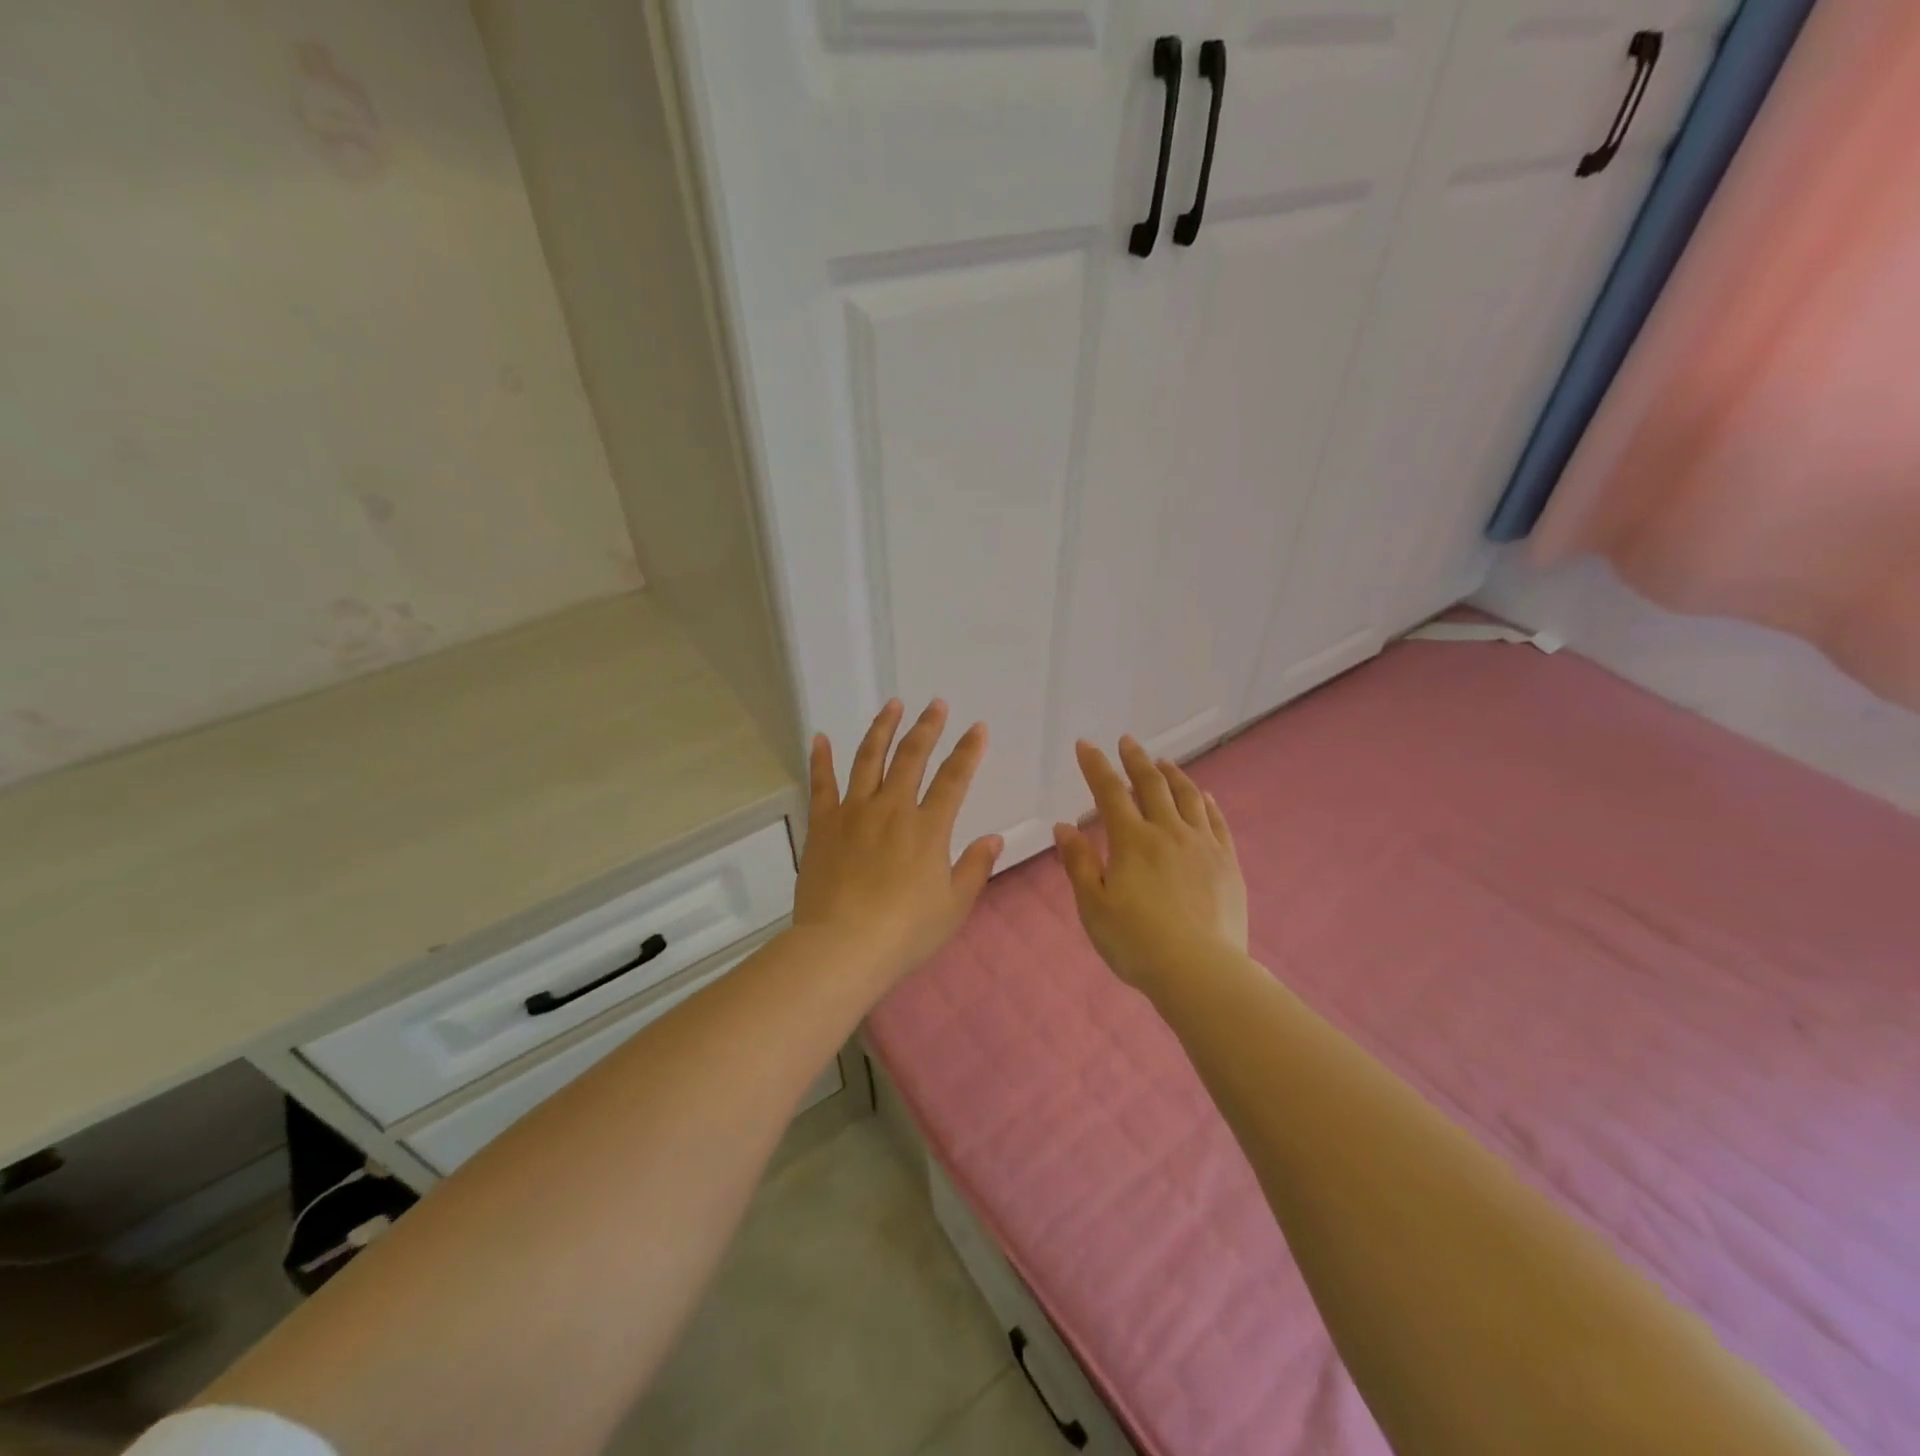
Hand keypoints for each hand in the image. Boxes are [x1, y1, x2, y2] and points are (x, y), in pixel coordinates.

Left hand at [793, 699, 1002, 985]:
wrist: (842, 947)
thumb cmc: (905, 932)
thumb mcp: (953, 905)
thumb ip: (975, 868)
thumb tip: (994, 837)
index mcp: (928, 827)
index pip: (954, 778)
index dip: (968, 751)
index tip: (977, 728)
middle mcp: (892, 808)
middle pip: (912, 757)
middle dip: (928, 727)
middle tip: (936, 704)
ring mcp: (854, 812)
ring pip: (869, 758)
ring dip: (883, 729)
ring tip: (893, 705)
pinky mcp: (823, 824)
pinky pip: (821, 784)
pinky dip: (821, 758)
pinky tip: (820, 737)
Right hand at [1054, 736, 1247, 994]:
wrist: (1201, 972)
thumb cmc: (1137, 942)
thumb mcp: (1093, 907)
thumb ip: (1079, 864)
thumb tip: (1064, 827)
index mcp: (1132, 841)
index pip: (1110, 792)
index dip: (1096, 766)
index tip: (1085, 745)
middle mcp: (1168, 832)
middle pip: (1152, 785)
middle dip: (1136, 759)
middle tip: (1127, 741)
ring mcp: (1202, 845)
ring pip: (1188, 797)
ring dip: (1173, 774)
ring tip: (1163, 761)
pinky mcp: (1227, 863)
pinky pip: (1217, 822)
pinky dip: (1207, 803)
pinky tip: (1204, 796)